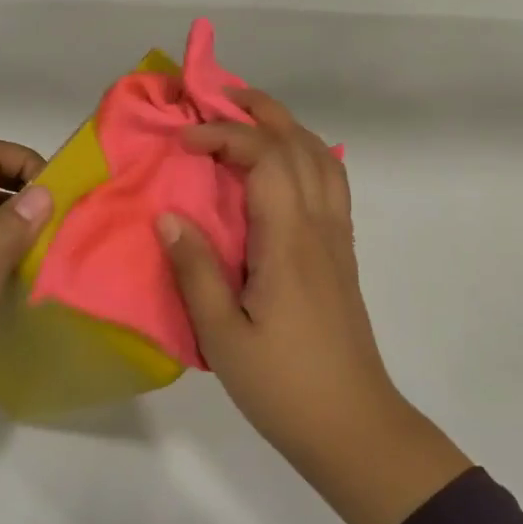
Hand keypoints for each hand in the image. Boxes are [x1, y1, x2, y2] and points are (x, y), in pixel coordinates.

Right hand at [157, 91, 468, 523]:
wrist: (353, 426)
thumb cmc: (283, 385)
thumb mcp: (223, 335)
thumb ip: (196, 270)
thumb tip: (169, 215)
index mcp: (289, 241)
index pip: (266, 158)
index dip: (225, 134)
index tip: (184, 140)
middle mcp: (320, 228)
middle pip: (301, 145)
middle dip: (261, 111)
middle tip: (220, 97)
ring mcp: (337, 240)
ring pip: (322, 160)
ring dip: (287, 128)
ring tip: (250, 120)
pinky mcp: (342, 257)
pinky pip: (331, 185)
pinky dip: (307, 157)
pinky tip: (283, 170)